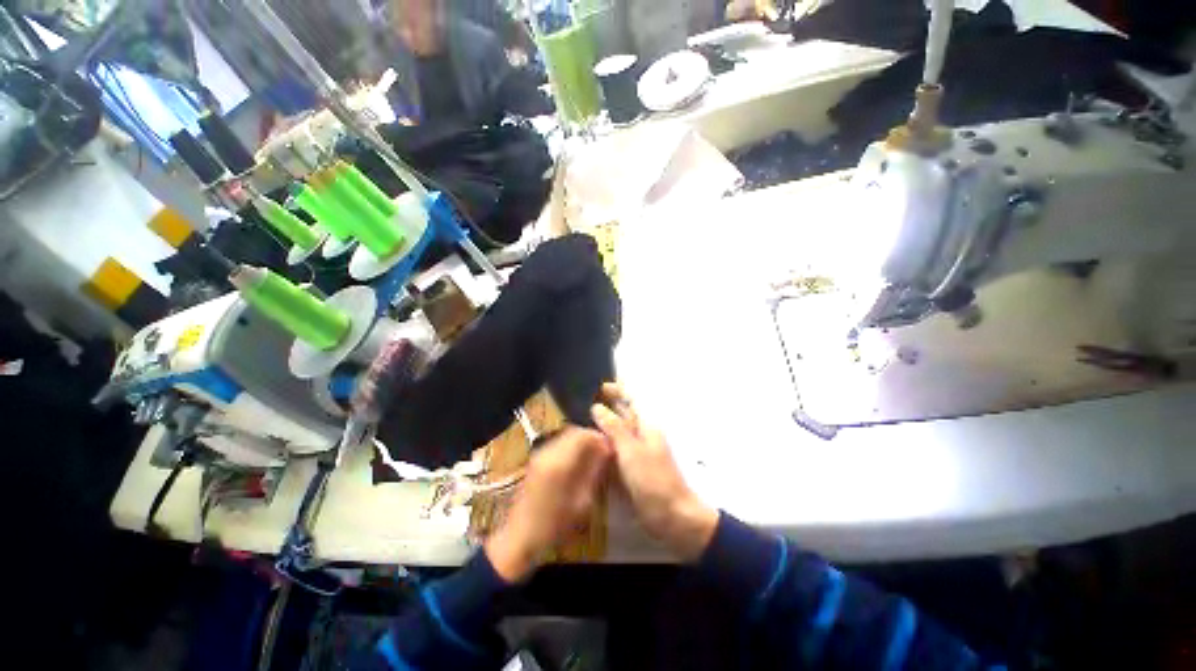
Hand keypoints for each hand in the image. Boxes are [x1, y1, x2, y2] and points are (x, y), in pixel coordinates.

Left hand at [485, 428, 611, 581]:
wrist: (519, 538)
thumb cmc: (554, 526)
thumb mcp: (581, 502)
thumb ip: (594, 472)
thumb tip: (607, 451)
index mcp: (559, 462)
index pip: (583, 435)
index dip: (599, 438)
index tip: (610, 448)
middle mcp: (547, 452)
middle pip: (573, 431)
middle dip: (590, 438)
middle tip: (604, 451)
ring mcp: (539, 454)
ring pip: (565, 436)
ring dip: (581, 442)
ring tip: (593, 457)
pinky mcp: (536, 460)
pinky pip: (558, 444)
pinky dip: (571, 447)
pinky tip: (578, 462)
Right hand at [591, 384, 718, 560]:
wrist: (673, 518)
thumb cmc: (653, 480)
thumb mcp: (631, 451)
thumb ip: (614, 428)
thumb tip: (597, 407)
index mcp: (646, 426)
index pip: (632, 400)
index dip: (618, 391)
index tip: (600, 388)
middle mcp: (642, 436)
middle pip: (624, 416)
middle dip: (607, 409)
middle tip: (583, 407)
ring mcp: (637, 454)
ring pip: (618, 434)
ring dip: (603, 429)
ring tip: (582, 426)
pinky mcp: (633, 470)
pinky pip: (616, 453)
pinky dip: (605, 449)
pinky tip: (592, 450)